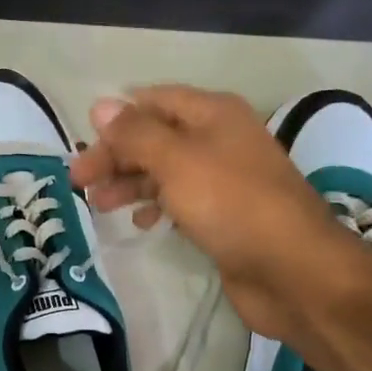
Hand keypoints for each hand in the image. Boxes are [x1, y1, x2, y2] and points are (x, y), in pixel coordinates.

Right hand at [69, 85, 354, 342]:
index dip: (117, 118)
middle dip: (116, 156)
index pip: (154, 101)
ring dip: (130, 183)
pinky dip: (156, 208)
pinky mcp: (224, 216)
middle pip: (156, 137)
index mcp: (213, 114)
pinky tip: (140, 224)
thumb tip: (100, 105)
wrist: (291, 269)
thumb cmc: (231, 204)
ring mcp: (223, 180)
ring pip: (164, 172)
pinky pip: (180, 202)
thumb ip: (136, 134)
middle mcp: (219, 139)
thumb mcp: (177, 161)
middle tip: (79, 182)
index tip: (83, 144)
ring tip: (98, 205)